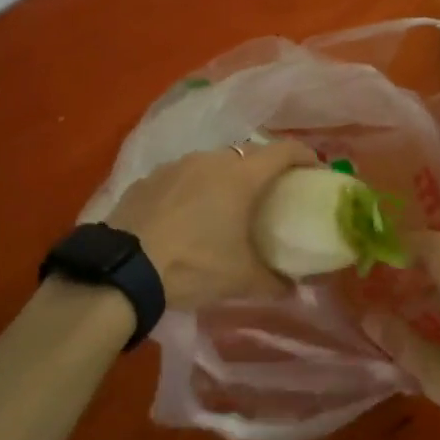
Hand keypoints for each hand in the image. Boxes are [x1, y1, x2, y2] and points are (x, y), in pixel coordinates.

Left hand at [108, 140, 318, 309]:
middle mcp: (210, 160)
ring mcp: (175, 166)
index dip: (305, 157)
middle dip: (264, 170)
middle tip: (271, 194)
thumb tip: (294, 289)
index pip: (284, 151)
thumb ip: (274, 282)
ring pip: (211, 164)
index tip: (316, 171)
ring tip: (226, 207)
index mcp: (241, 175)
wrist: (123, 268)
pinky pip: (181, 178)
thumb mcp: (241, 280)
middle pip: (248, 154)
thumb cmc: (193, 265)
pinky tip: (186, 217)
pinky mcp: (148, 179)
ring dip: (225, 179)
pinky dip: (192, 190)